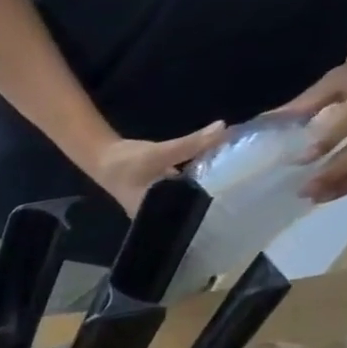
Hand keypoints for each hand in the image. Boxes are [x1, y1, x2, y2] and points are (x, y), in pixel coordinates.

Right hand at [90, 123, 227, 215]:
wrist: (104, 157)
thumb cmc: (126, 164)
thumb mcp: (160, 153)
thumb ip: (191, 144)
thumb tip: (223, 128)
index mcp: (155, 213)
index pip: (187, 219)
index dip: (209, 214)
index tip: (235, 207)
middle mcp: (159, 212)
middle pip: (191, 208)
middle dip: (212, 199)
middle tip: (242, 193)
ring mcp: (162, 201)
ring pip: (189, 197)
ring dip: (207, 188)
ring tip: (236, 181)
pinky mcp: (164, 190)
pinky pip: (187, 187)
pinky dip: (199, 179)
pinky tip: (216, 171)